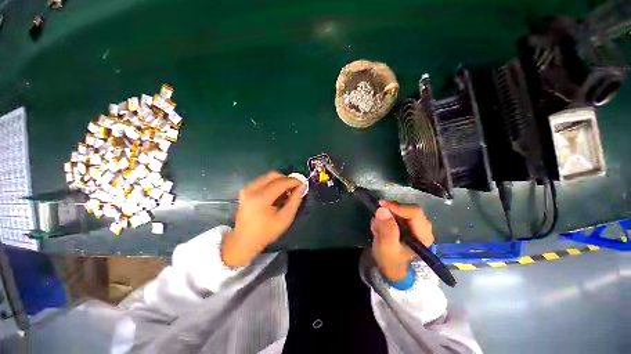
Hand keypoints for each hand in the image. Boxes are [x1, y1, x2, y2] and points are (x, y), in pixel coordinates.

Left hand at [222, 171, 305, 266]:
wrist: (244, 241)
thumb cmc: (266, 232)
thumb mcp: (285, 218)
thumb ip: (295, 200)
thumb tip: (302, 186)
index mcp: (260, 198)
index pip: (281, 182)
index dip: (294, 181)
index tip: (303, 183)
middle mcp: (251, 189)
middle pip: (273, 175)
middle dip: (286, 179)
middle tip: (295, 187)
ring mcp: (246, 189)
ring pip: (267, 177)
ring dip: (279, 181)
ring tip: (286, 192)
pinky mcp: (245, 190)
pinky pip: (262, 181)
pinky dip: (272, 184)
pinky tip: (277, 194)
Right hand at [371, 200, 433, 281]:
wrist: (389, 267)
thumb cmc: (390, 260)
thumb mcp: (387, 247)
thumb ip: (386, 230)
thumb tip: (382, 209)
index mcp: (423, 235)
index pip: (415, 213)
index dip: (398, 207)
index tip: (381, 205)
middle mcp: (422, 227)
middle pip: (407, 209)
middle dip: (390, 212)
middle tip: (376, 219)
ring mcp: (414, 224)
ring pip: (400, 210)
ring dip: (386, 216)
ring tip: (377, 228)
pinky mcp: (406, 222)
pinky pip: (395, 213)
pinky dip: (385, 217)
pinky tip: (379, 228)